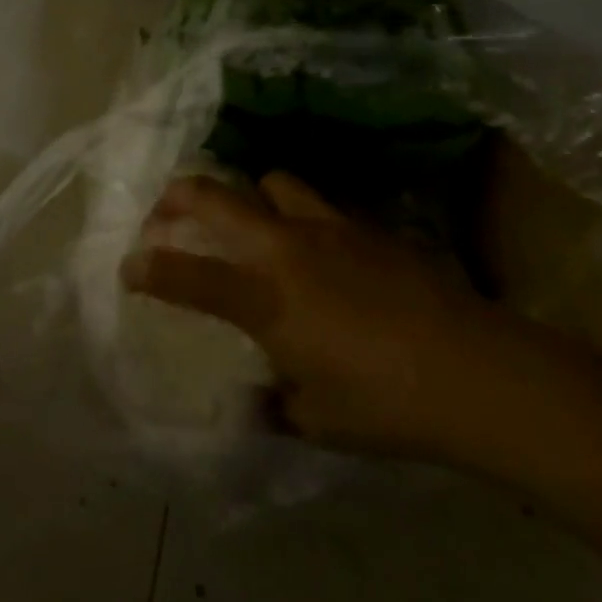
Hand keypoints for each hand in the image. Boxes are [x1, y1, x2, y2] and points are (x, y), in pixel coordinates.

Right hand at [121, 173, 545, 467]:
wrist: (472, 369)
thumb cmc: (384, 405)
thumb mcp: (317, 418)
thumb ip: (276, 403)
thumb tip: (257, 401)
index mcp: (266, 299)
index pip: (189, 275)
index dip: (150, 268)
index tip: (129, 266)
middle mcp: (286, 249)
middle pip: (216, 198)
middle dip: (179, 197)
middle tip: (163, 209)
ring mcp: (328, 227)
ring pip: (270, 183)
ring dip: (249, 197)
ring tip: (252, 223)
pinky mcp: (366, 225)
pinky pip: (317, 204)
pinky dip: (300, 216)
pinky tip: (320, 250)